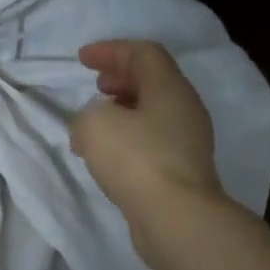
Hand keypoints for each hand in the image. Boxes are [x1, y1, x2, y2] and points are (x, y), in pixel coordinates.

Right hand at [70, 40, 223, 222]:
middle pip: (152, 81)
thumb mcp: (95, 124)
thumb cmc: (136, 159)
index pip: (143, 53)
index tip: (82, 59)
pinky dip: (126, 138)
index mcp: (169, 88)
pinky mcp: (181, 171)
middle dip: (120, 78)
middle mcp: (184, 109)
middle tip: (96, 85)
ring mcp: (187, 142)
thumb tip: (96, 124)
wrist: (176, 218)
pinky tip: (105, 156)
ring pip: (151, 113)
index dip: (111, 50)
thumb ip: (88, 114)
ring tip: (92, 125)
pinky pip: (150, 141)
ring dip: (121, 111)